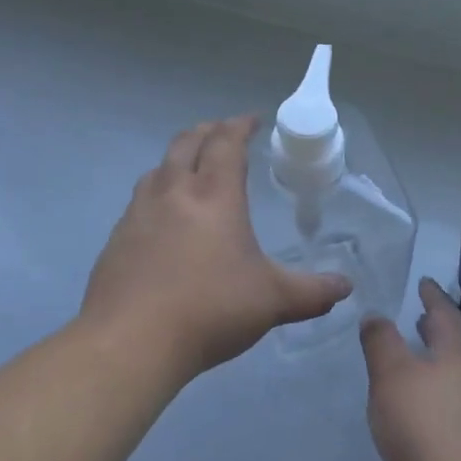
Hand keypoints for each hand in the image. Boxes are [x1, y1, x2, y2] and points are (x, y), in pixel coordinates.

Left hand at [81, 117, 351, 382]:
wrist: (130, 341)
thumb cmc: (209, 309)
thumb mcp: (272, 301)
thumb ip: (311, 292)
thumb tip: (344, 287)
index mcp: (214, 195)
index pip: (227, 143)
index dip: (241, 125)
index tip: (253, 120)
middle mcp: (173, 192)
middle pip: (187, 143)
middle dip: (208, 131)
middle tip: (223, 133)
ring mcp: (138, 214)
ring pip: (158, 169)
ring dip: (178, 159)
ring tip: (190, 170)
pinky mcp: (116, 239)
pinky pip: (139, 201)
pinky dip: (157, 193)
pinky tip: (162, 220)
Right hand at [361, 280, 460, 460]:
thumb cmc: (426, 427)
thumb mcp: (392, 376)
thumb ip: (381, 342)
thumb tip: (377, 315)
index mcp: (456, 355)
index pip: (446, 315)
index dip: (433, 296)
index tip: (425, 282)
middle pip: (455, 345)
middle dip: (437, 329)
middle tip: (420, 316)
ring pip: (456, 375)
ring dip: (437, 361)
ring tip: (416, 360)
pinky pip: (454, 404)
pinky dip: (438, 392)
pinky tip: (421, 409)